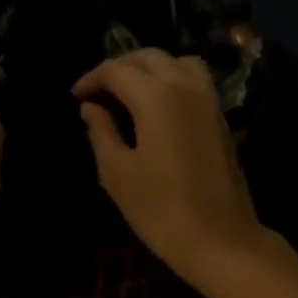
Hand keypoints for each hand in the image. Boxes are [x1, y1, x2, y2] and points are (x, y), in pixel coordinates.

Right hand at [73, 50, 266, 284]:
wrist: (220, 239)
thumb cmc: (160, 210)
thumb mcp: (117, 173)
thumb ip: (101, 132)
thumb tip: (91, 108)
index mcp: (156, 95)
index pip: (116, 70)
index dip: (91, 79)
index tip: (76, 97)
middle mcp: (185, 86)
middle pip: (148, 57)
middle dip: (119, 68)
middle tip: (98, 92)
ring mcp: (209, 100)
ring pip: (177, 62)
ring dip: (150, 69)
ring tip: (129, 94)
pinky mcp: (221, 118)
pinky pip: (195, 81)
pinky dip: (172, 80)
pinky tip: (157, 108)